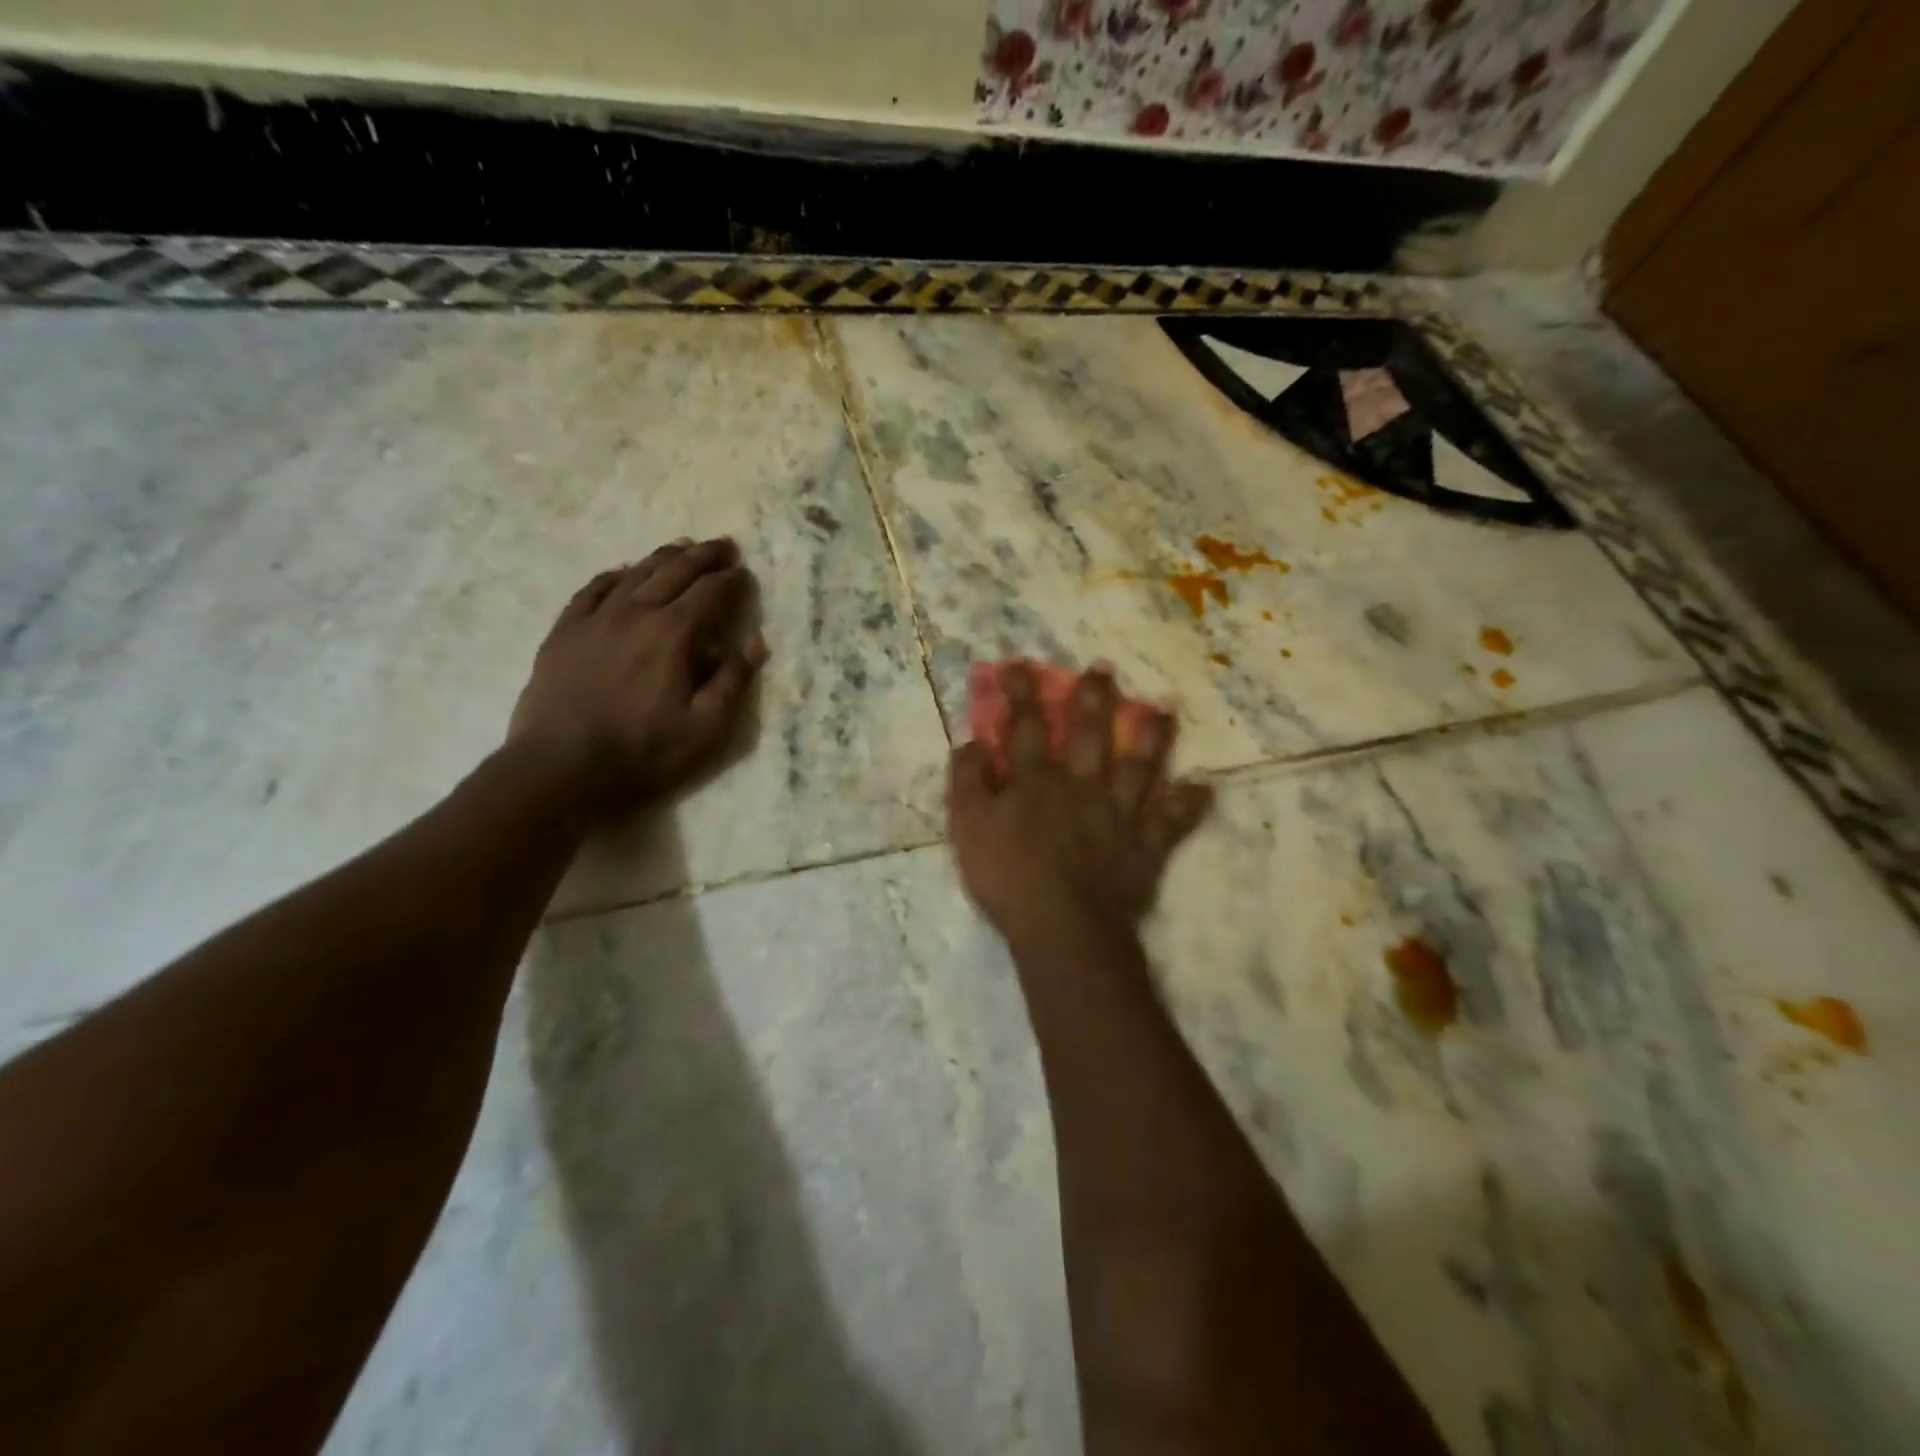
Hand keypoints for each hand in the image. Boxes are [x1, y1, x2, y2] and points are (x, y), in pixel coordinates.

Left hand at [507, 538, 768, 813]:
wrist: (559, 768)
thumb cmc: (642, 752)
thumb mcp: (704, 728)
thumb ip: (732, 681)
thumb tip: (757, 642)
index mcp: (673, 634)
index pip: (710, 594)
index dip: (732, 581)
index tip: (746, 574)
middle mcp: (636, 613)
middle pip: (674, 572)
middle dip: (704, 556)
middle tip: (724, 545)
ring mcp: (595, 619)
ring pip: (635, 574)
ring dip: (664, 557)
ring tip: (683, 547)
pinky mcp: (565, 632)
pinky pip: (592, 590)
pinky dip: (614, 575)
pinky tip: (624, 571)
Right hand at [946, 663, 1211, 944]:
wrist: (1062, 926)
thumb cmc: (1008, 877)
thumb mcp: (968, 828)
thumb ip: (968, 781)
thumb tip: (971, 741)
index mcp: (1037, 780)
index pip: (1027, 726)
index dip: (1022, 693)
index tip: (1021, 663)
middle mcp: (1082, 785)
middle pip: (1091, 734)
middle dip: (1094, 699)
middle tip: (1104, 670)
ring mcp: (1119, 813)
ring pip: (1140, 766)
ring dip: (1153, 737)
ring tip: (1165, 710)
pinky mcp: (1146, 845)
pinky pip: (1172, 821)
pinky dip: (1189, 804)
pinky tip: (1203, 787)